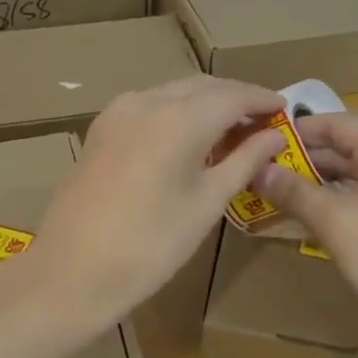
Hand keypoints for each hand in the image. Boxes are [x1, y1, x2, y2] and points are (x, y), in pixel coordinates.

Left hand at [20, 76, 289, 330]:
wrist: (72, 271)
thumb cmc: (150, 245)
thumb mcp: (206, 204)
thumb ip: (243, 161)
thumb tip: (274, 136)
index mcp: (178, 118)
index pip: (232, 95)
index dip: (262, 99)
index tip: (285, 108)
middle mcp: (147, 101)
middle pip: (202, 87)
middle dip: (234, 98)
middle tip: (263, 121)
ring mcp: (118, 112)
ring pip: (174, 92)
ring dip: (205, 103)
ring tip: (231, 130)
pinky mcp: (101, 128)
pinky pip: (150, 105)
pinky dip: (177, 112)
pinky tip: (190, 136)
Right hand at [253, 113, 357, 345]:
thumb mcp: (335, 223)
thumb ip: (294, 191)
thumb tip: (257, 169)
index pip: (333, 123)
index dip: (295, 132)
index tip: (259, 145)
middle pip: (348, 146)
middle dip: (306, 160)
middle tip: (266, 175)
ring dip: (326, 181)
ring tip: (288, 196)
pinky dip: (352, 197)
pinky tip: (332, 215)